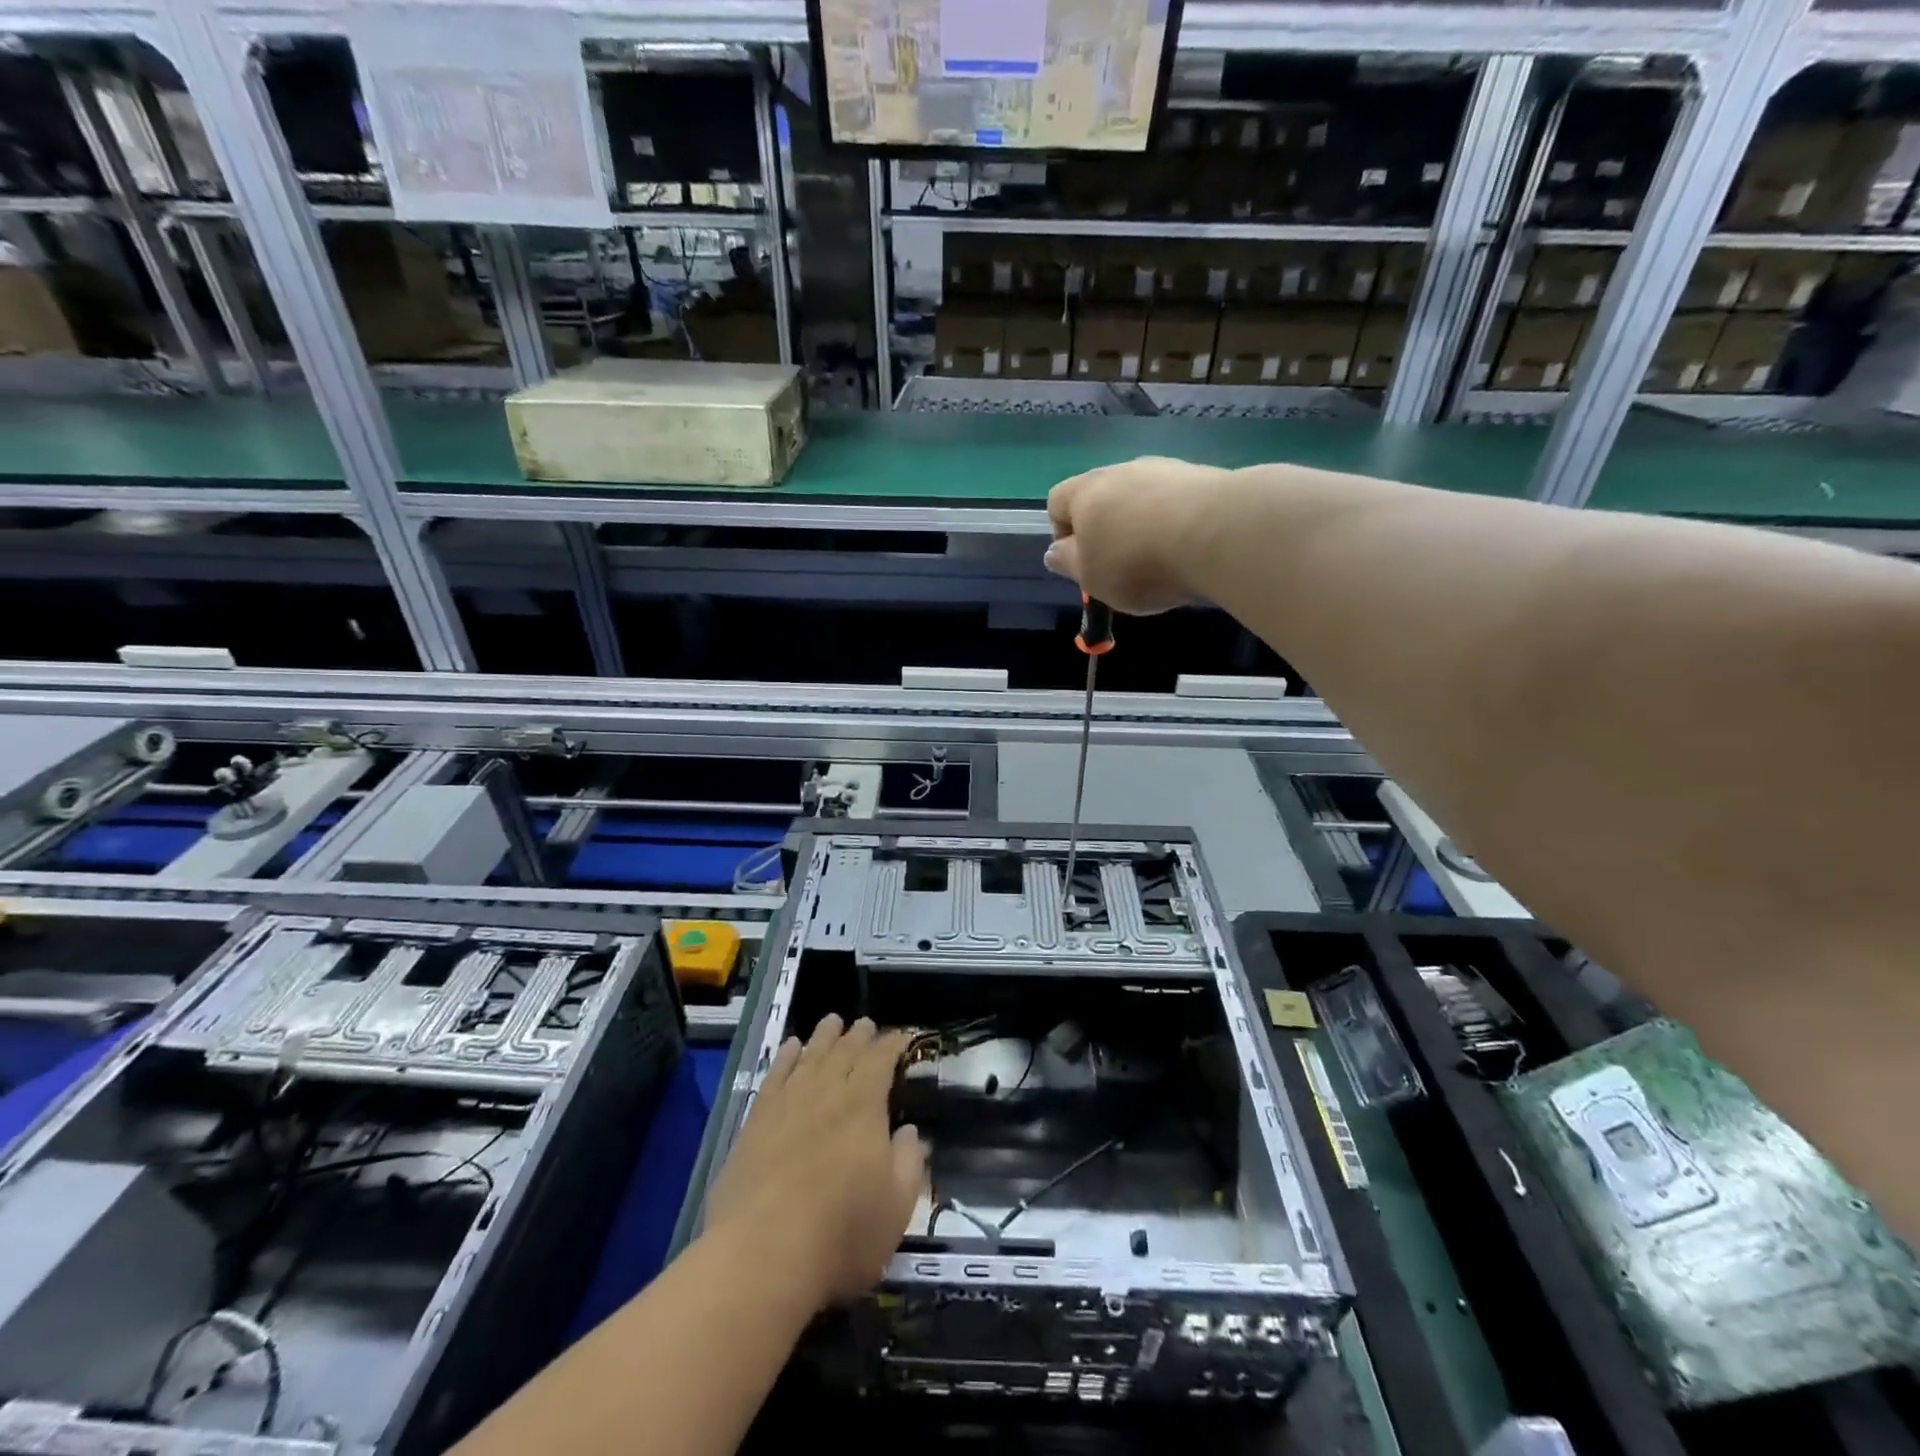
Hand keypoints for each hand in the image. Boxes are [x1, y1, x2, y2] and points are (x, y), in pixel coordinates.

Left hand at [704, 1015, 924, 1308]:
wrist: (762, 1254)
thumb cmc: (841, 1234)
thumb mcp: (896, 1207)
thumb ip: (909, 1162)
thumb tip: (909, 1131)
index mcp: (864, 1105)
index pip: (881, 1060)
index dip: (892, 1044)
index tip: (902, 1037)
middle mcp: (826, 1092)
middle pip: (844, 1052)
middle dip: (859, 1036)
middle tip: (866, 1023)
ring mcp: (787, 1104)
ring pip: (809, 1056)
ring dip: (823, 1037)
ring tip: (832, 1021)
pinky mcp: (755, 1122)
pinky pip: (774, 1076)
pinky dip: (784, 1057)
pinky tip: (789, 1048)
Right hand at [1044, 456, 1233, 614]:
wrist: (1218, 534)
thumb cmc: (1136, 561)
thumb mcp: (1090, 576)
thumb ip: (1068, 563)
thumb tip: (1054, 552)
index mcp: (1085, 492)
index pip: (1056, 501)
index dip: (1060, 532)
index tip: (1079, 564)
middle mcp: (1122, 470)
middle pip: (1101, 498)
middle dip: (1105, 530)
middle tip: (1119, 568)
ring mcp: (1165, 469)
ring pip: (1141, 498)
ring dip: (1142, 525)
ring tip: (1159, 561)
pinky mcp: (1202, 477)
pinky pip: (1176, 502)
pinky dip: (1174, 523)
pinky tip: (1187, 549)